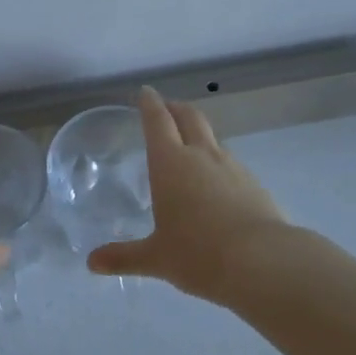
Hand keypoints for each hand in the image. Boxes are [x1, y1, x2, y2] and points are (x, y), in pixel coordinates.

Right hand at [86, 88, 289, 303]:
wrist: (262, 262)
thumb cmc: (198, 254)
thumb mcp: (156, 258)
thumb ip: (124, 257)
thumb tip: (92, 262)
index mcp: (171, 163)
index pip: (158, 120)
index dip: (150, 103)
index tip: (145, 92)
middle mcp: (201, 155)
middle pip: (189, 117)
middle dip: (175, 107)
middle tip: (166, 107)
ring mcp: (232, 166)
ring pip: (212, 137)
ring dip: (199, 133)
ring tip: (190, 145)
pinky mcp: (254, 183)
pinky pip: (230, 162)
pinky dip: (218, 161)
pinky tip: (216, 182)